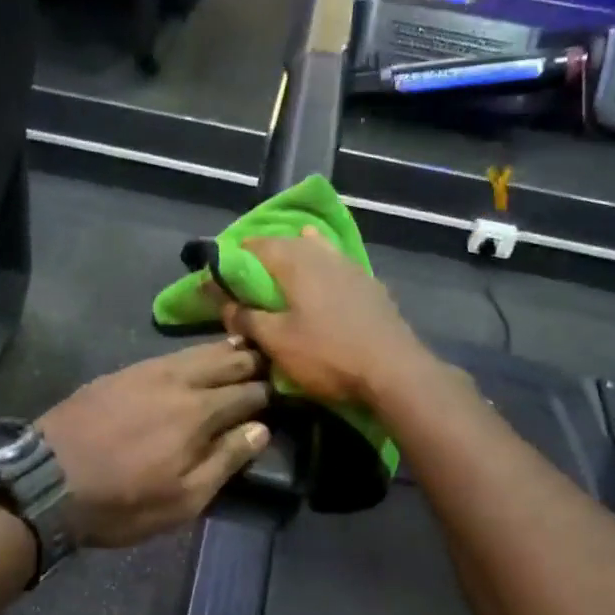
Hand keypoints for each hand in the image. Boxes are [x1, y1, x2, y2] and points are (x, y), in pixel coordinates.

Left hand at [37, 340, 271, 547]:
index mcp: (199, 413)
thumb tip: (261, 429)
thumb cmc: (121, 502)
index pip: (247, 393)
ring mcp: (146, 371)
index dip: (270, 392)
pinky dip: (192, 353)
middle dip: (252, 361)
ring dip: (225, 350)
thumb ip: (225, 460)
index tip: (286, 391)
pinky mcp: (121, 372)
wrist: (46, 482)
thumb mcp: (182, 500)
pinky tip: (195, 357)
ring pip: (197, 351)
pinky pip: (168, 354)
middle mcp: (178, 381)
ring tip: (244, 347)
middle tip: (273, 360)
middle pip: (225, 362)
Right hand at [220, 227, 429, 406]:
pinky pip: (335, 267)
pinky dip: (320, 270)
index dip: (234, 257)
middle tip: (249, 279)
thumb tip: (224, 303)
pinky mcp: (369, 284)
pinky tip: (320, 286)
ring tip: (282, 276)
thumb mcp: (276, 341)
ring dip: (296, 258)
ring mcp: (351, 266)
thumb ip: (246, 318)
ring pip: (316, 250)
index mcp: (296, 261)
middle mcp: (323, 254)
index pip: (256, 245)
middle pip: (287, 243)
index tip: (221, 275)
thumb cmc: (327, 354)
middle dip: (265, 256)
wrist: (393, 371)